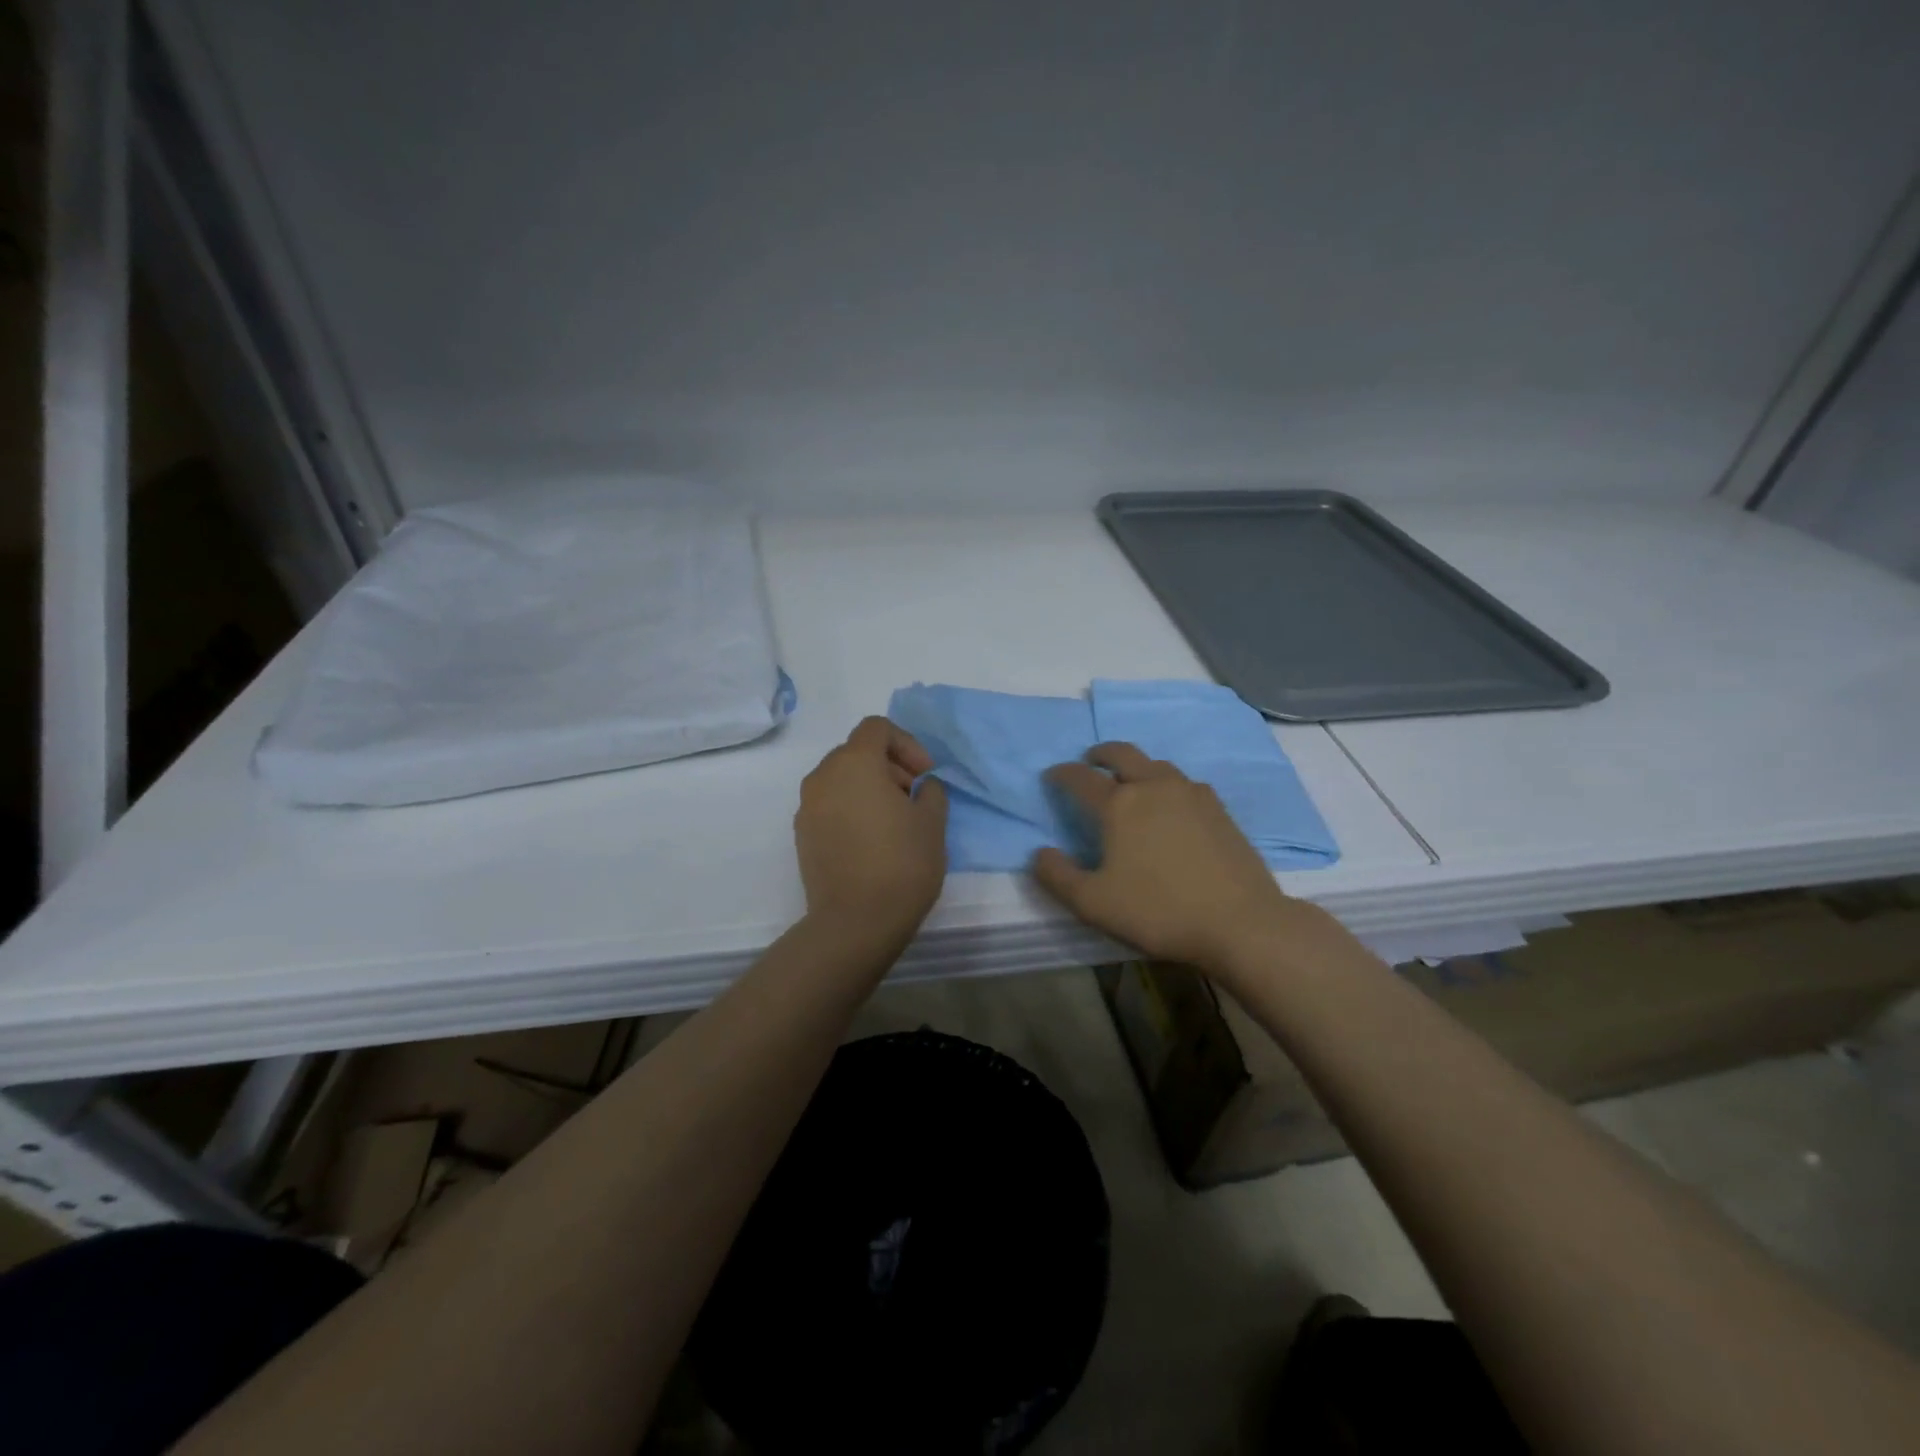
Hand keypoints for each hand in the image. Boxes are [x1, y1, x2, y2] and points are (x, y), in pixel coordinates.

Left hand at [795, 717, 948, 950]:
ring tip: (894, 821)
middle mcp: (823, 776)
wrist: (855, 922)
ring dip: (869, 787)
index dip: (907, 744)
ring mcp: (807, 806)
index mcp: (854, 762)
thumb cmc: (902, 863)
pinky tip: (872, 841)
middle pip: (857, 751)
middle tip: (914, 797)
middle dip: (889, 766)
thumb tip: (921, 786)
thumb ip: (931, 790)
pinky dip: (851, 808)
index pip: (877, 728)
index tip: (924, 775)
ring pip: (841, 779)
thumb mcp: (933, 821)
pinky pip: (829, 805)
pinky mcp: (802, 834)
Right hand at [1032, 743, 1311, 974]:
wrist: (1240, 922)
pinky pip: (1184, 783)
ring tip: (1129, 781)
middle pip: (1122, 753)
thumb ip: (1058, 876)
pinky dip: (1165, 783)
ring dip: (1135, 765)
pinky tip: (1169, 804)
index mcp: (1119, 804)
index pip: (1081, 778)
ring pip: (1156, 764)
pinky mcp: (1218, 809)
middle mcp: (1153, 786)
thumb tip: (1040, 853)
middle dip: (1100, 753)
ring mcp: (1191, 794)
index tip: (1051, 776)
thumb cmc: (1158, 911)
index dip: (1061, 774)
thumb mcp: (1093, 903)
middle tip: (1089, 761)